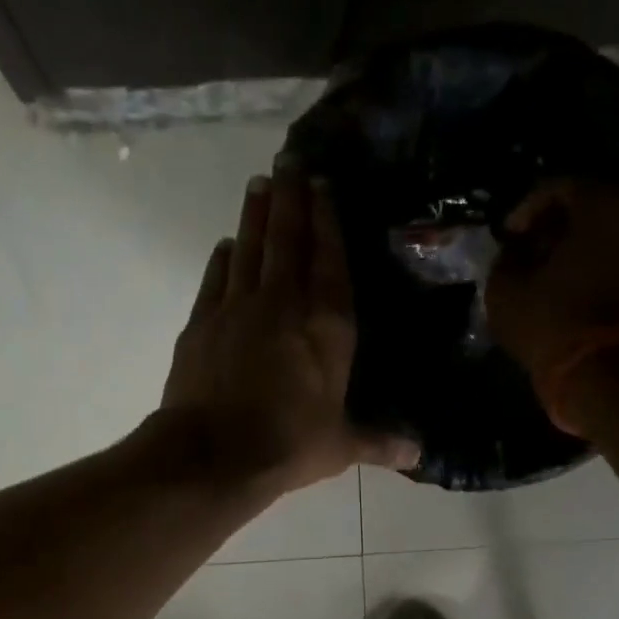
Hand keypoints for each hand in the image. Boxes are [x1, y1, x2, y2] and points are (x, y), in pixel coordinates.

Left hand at [161, 167, 419, 497]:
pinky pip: (216, 278)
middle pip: (288, 240)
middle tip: (289, 162)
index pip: (330, 261)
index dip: (327, 220)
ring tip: (260, 184)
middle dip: (291, 199)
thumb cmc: (287, 446)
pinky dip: (223, 258)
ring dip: (256, 215)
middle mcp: (284, 305)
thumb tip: (418, 455)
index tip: (323, 186)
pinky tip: (227, 245)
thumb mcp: (340, 447)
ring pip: (250, 248)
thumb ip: (378, 442)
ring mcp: (237, 309)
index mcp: (327, 327)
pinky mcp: (201, 323)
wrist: (213, 454)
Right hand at [486, 178, 618, 395]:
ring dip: (577, 242)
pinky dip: (596, 259)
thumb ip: (507, 256)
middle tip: (527, 247)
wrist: (604, 374)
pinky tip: (570, 282)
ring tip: (547, 267)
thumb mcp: (505, 288)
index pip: (558, 187)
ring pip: (609, 228)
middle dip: (555, 223)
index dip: (525, 209)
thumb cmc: (551, 322)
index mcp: (604, 203)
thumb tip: (516, 249)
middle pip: (590, 203)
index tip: (507, 236)